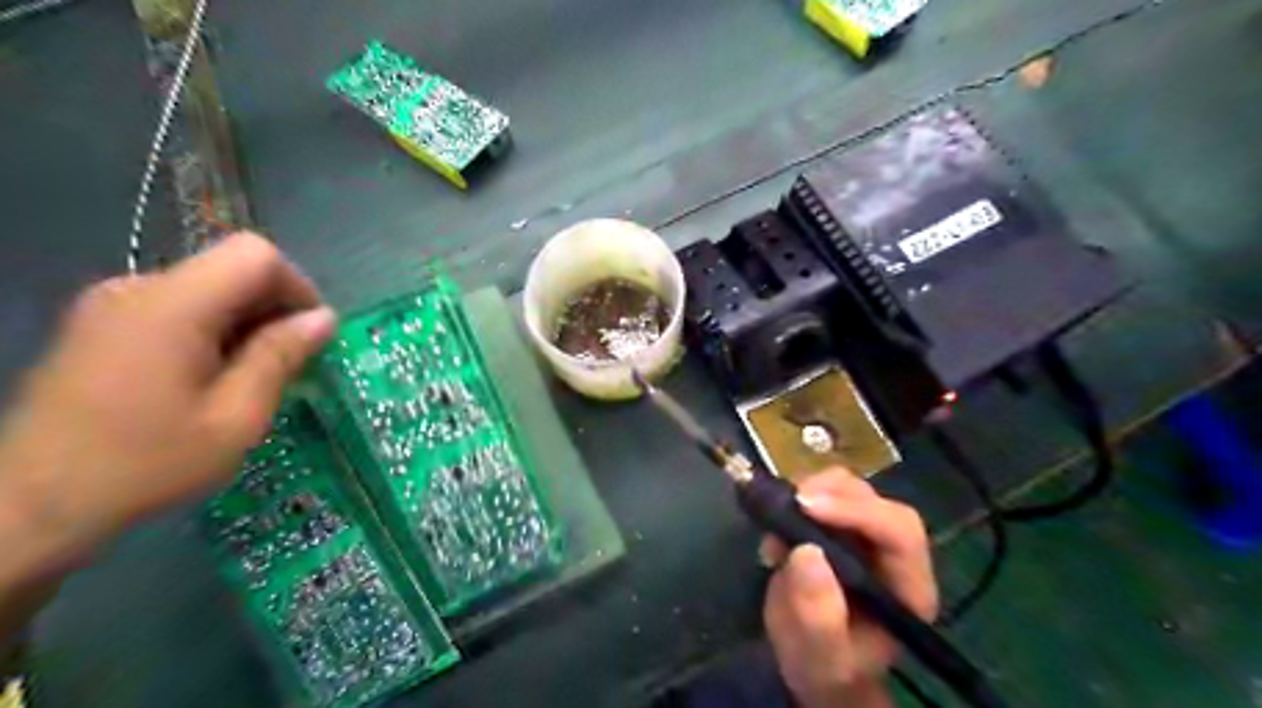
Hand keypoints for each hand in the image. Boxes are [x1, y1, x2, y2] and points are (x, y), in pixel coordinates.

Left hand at [0, 234, 337, 561]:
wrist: (29, 507)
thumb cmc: (145, 465)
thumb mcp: (236, 417)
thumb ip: (279, 357)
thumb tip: (323, 318)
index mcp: (171, 306)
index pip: (255, 255)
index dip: (296, 287)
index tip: (310, 337)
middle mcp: (136, 289)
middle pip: (231, 269)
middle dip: (273, 310)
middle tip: (289, 367)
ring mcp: (111, 306)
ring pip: (208, 290)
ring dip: (245, 324)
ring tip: (251, 380)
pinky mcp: (100, 326)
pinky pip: (178, 308)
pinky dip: (213, 332)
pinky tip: (212, 380)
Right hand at [759, 469, 935, 707]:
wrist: (812, 663)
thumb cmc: (824, 667)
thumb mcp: (819, 655)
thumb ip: (817, 614)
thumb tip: (807, 552)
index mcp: (908, 587)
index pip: (900, 533)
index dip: (859, 512)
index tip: (807, 507)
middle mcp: (893, 553)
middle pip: (876, 500)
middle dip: (833, 494)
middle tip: (790, 503)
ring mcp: (865, 535)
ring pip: (850, 488)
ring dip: (813, 490)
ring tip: (780, 517)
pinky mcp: (839, 525)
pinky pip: (824, 492)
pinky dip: (798, 497)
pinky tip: (777, 523)